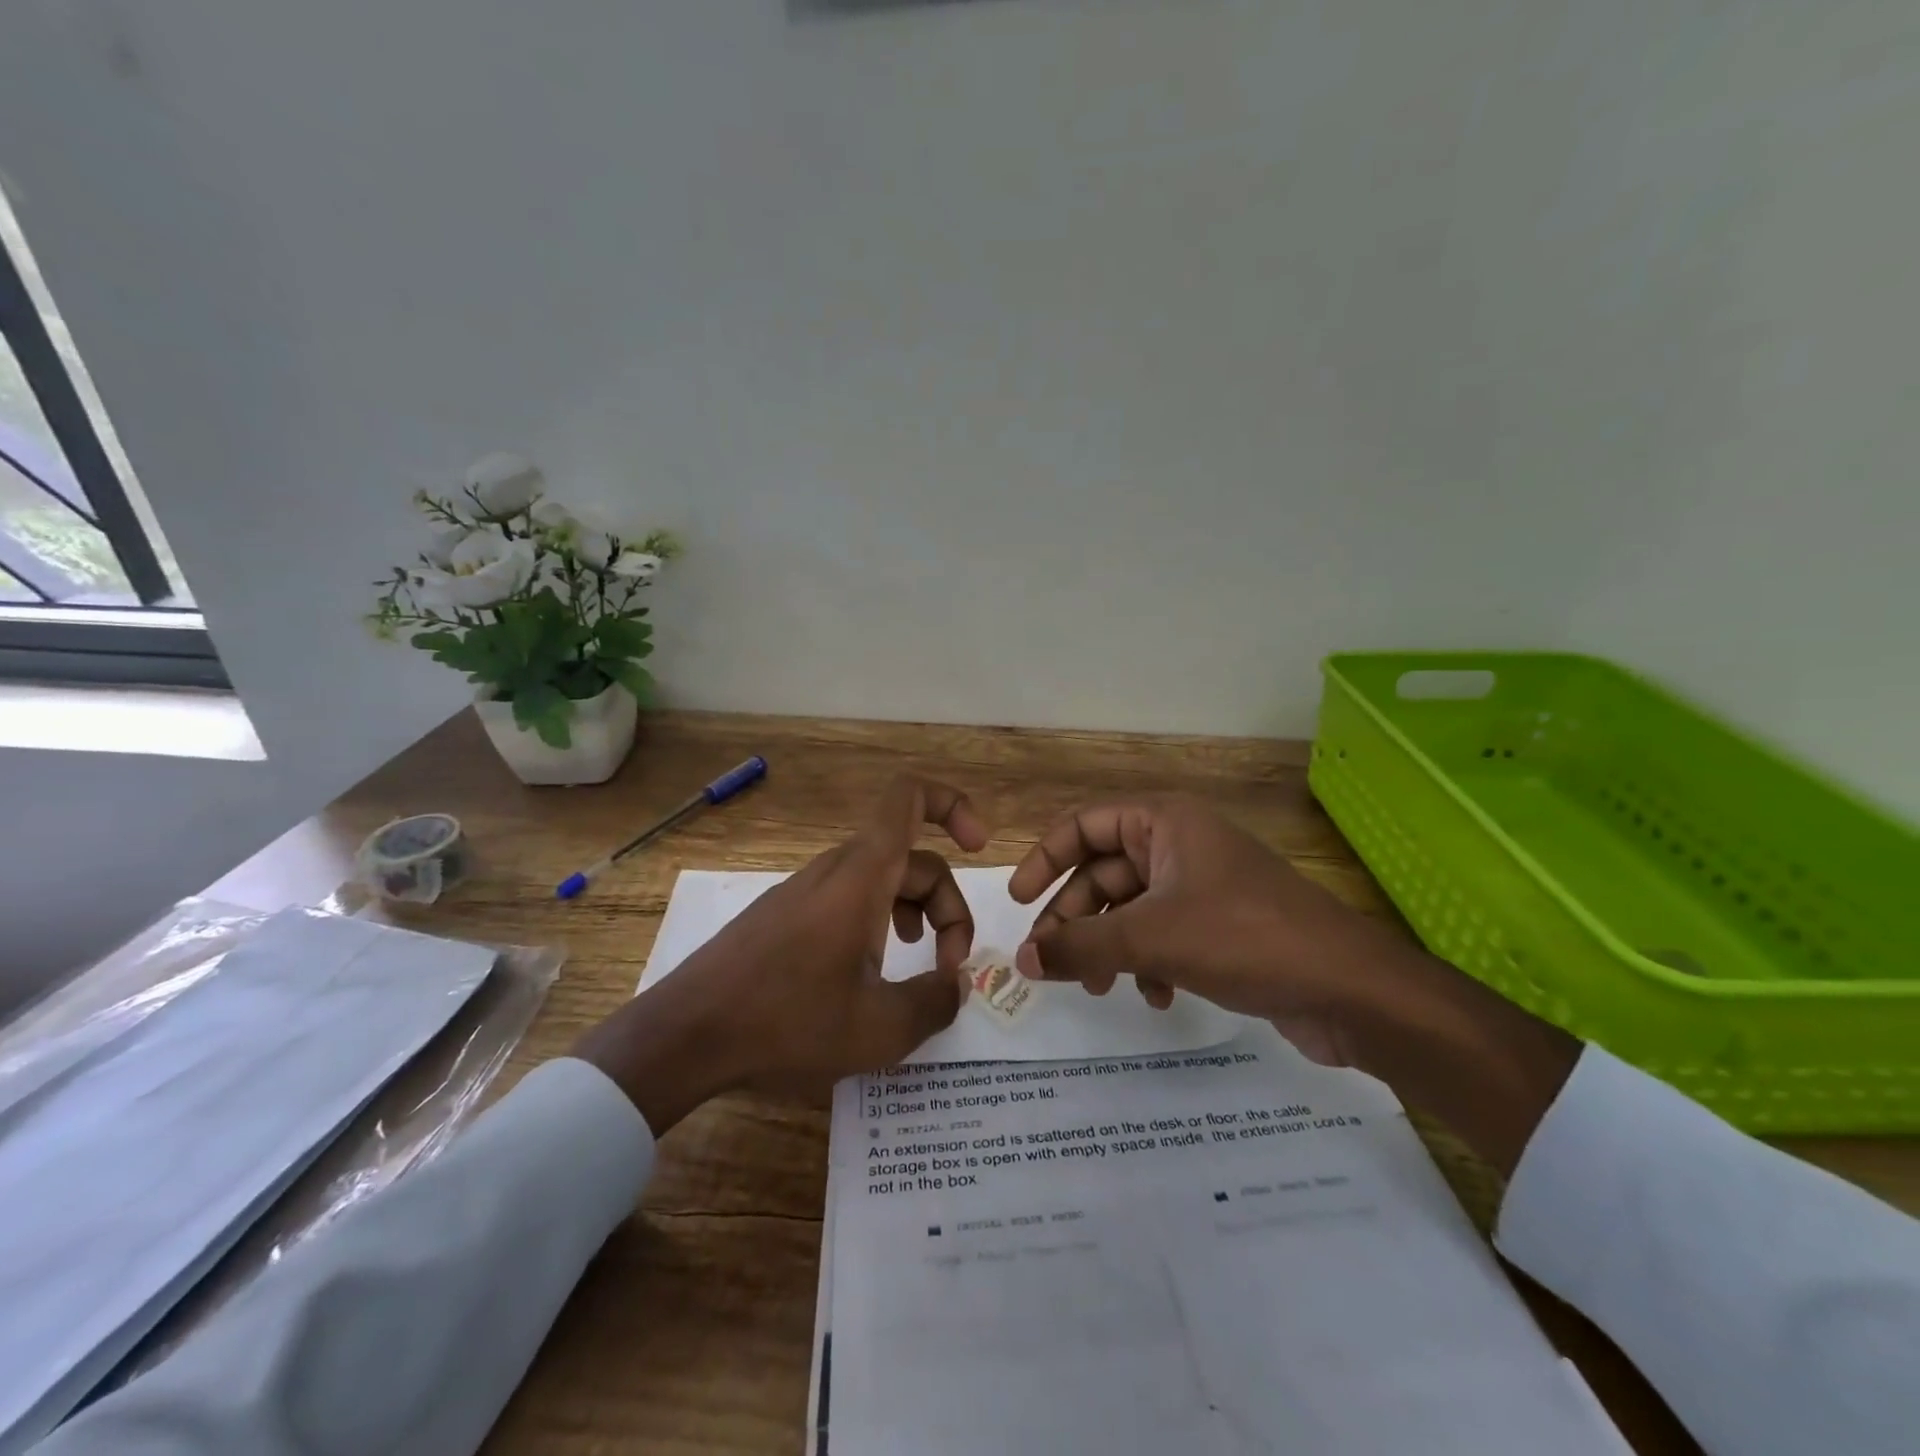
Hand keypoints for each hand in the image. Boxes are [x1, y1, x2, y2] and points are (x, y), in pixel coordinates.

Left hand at [573, 776, 984, 1133]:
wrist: (685, 1034)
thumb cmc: (787, 1022)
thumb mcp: (879, 1029)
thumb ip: (935, 1003)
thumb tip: (958, 986)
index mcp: (862, 876)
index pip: (909, 798)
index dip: (953, 805)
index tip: (979, 847)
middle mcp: (836, 869)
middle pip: (911, 859)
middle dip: (946, 906)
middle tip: (949, 968)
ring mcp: (806, 889)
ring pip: (881, 880)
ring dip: (914, 913)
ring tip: (918, 963)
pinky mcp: (785, 913)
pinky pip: (849, 897)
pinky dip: (878, 921)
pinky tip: (869, 973)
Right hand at [1008, 795, 1419, 1066]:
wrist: (1351, 989)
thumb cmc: (1245, 939)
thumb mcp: (1152, 939)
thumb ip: (1080, 947)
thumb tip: (1020, 960)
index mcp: (1165, 823)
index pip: (1084, 826)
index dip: (1045, 859)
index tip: (1017, 902)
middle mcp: (1181, 845)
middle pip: (1104, 873)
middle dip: (1076, 918)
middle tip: (1049, 961)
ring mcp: (1203, 886)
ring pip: (1131, 909)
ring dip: (1109, 946)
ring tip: (1099, 989)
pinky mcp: (1222, 926)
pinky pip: (1164, 935)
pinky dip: (1150, 963)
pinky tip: (1158, 997)